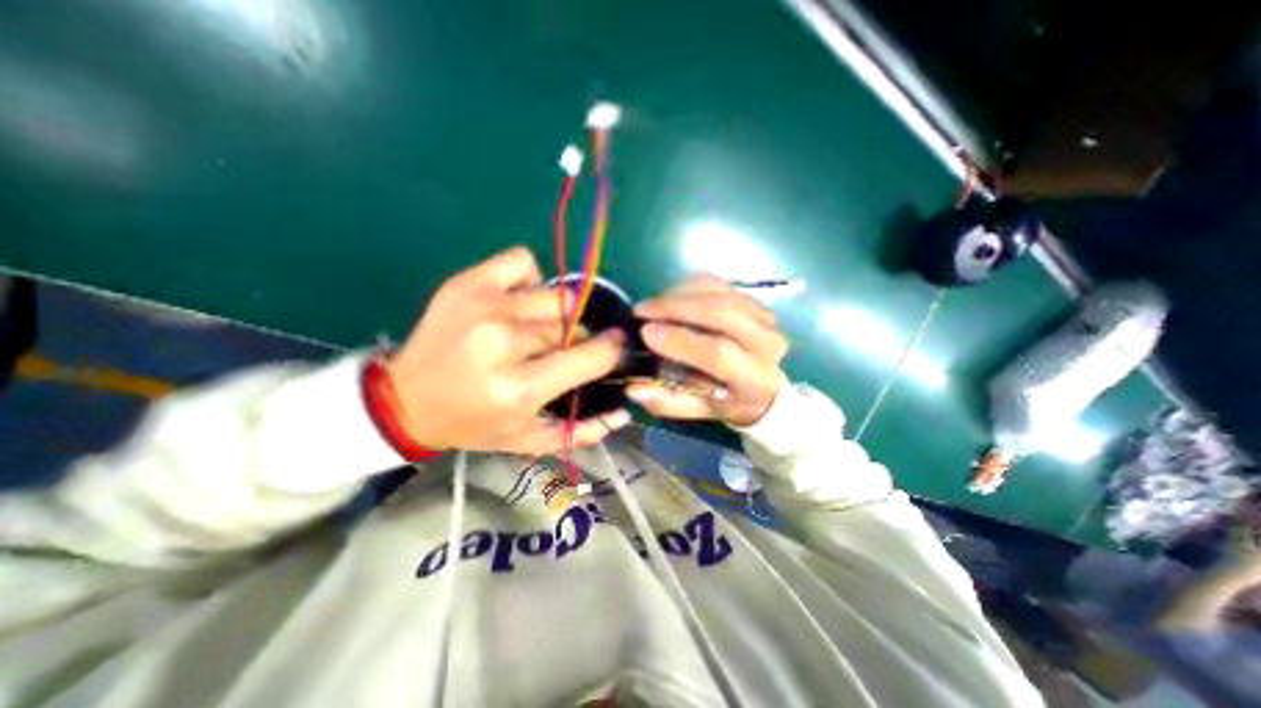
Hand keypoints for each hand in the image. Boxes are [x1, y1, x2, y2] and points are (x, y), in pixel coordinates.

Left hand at [379, 245, 624, 452]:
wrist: (403, 402)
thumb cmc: (473, 425)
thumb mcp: (530, 441)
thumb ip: (584, 431)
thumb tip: (625, 411)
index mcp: (520, 387)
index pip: (592, 355)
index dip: (612, 349)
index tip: (614, 348)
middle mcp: (504, 341)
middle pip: (573, 324)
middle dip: (577, 339)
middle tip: (560, 352)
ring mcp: (485, 305)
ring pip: (555, 296)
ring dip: (557, 315)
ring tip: (537, 330)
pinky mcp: (468, 282)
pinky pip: (523, 262)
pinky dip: (531, 279)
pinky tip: (518, 301)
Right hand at [631, 273, 784, 421]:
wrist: (763, 385)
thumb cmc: (727, 400)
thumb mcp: (698, 409)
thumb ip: (667, 402)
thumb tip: (633, 389)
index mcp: (754, 378)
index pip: (718, 353)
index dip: (681, 341)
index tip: (646, 333)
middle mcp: (766, 343)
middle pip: (722, 313)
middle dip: (676, 307)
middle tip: (642, 310)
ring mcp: (764, 317)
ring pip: (719, 293)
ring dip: (679, 294)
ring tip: (651, 305)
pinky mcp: (754, 300)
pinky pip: (718, 284)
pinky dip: (689, 286)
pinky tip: (670, 297)